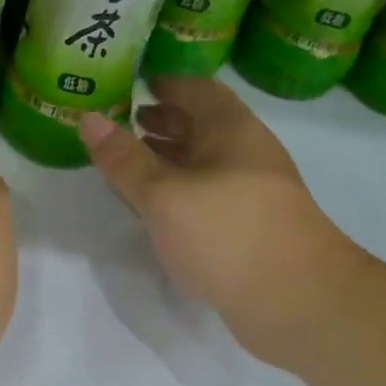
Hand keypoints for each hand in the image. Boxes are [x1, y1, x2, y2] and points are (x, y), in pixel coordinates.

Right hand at [79, 77, 366, 363]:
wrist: (298, 301)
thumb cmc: (227, 233)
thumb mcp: (163, 194)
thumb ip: (124, 158)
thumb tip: (88, 118)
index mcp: (231, 130)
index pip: (196, 89)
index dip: (165, 83)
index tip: (131, 83)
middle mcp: (245, 153)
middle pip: (201, 124)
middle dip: (162, 120)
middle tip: (122, 121)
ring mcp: (250, 192)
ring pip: (203, 161)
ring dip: (168, 157)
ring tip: (128, 161)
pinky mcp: (248, 227)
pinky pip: (206, 194)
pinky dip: (178, 190)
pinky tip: (155, 206)